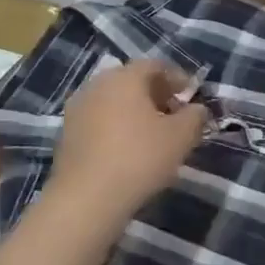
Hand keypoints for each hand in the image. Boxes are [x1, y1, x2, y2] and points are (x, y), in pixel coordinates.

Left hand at [49, 60, 208, 220]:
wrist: (86, 199)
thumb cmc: (140, 157)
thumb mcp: (182, 136)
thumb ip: (195, 116)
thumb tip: (197, 109)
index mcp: (125, 77)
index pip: (155, 65)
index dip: (178, 77)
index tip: (192, 96)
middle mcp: (97, 85)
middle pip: (132, 80)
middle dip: (156, 93)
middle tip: (175, 114)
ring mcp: (77, 109)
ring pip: (114, 100)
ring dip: (136, 111)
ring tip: (154, 134)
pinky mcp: (67, 134)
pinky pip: (99, 120)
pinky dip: (117, 126)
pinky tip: (129, 149)